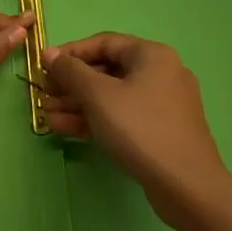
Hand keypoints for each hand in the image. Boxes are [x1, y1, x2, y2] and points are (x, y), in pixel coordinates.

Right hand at [41, 33, 230, 220]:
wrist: (187, 188)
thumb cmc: (140, 129)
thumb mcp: (98, 96)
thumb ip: (70, 71)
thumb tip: (49, 53)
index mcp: (151, 55)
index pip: (103, 43)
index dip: (71, 53)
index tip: (44, 67)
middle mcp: (160, 73)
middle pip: (107, 71)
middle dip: (71, 84)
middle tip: (44, 95)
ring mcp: (162, 105)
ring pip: (112, 97)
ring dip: (78, 104)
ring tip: (46, 115)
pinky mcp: (160, 131)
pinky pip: (122, 116)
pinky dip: (95, 120)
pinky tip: (65, 128)